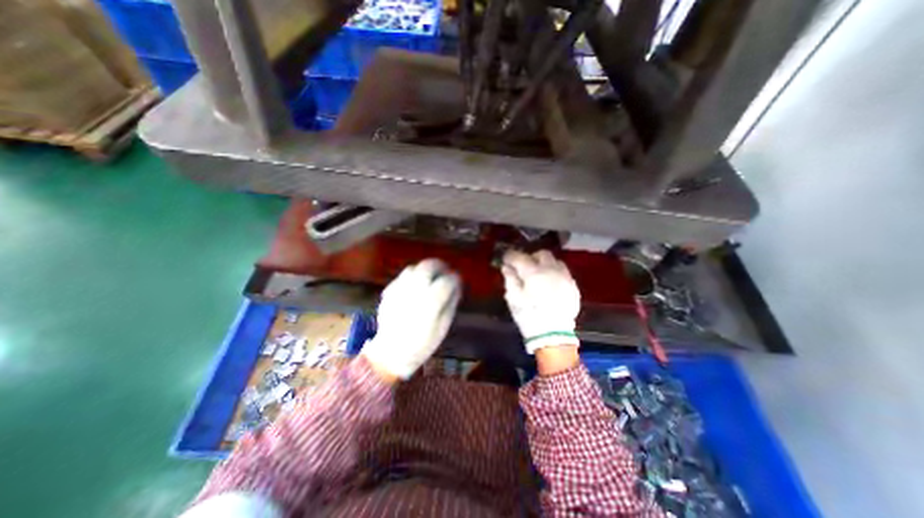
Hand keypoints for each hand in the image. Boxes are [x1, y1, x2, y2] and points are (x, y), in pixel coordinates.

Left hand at [360, 258, 460, 379]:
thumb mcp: (442, 328)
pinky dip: (411, 276)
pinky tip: (415, 285)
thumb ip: (450, 305)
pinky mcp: (388, 293)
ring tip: (430, 277)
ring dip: (424, 270)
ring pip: (413, 268)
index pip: (446, 282)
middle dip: (440, 265)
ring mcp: (399, 291)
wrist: (390, 354)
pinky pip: (402, 277)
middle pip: (428, 267)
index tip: (458, 280)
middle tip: (445, 270)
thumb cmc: (421, 345)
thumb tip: (456, 288)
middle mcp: (413, 293)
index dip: (455, 279)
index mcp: (429, 304)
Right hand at [503, 251, 578, 359]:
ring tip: (539, 274)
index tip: (505, 258)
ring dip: (545, 264)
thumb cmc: (529, 317)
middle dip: (531, 257)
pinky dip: (555, 273)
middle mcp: (551, 270)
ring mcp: (565, 278)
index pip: (520, 257)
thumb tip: (507, 267)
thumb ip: (510, 279)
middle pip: (542, 254)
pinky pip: (563, 272)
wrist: (553, 336)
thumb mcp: (513, 299)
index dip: (510, 256)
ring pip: (555, 261)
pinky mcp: (573, 286)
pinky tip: (550, 284)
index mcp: (534, 273)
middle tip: (524, 266)